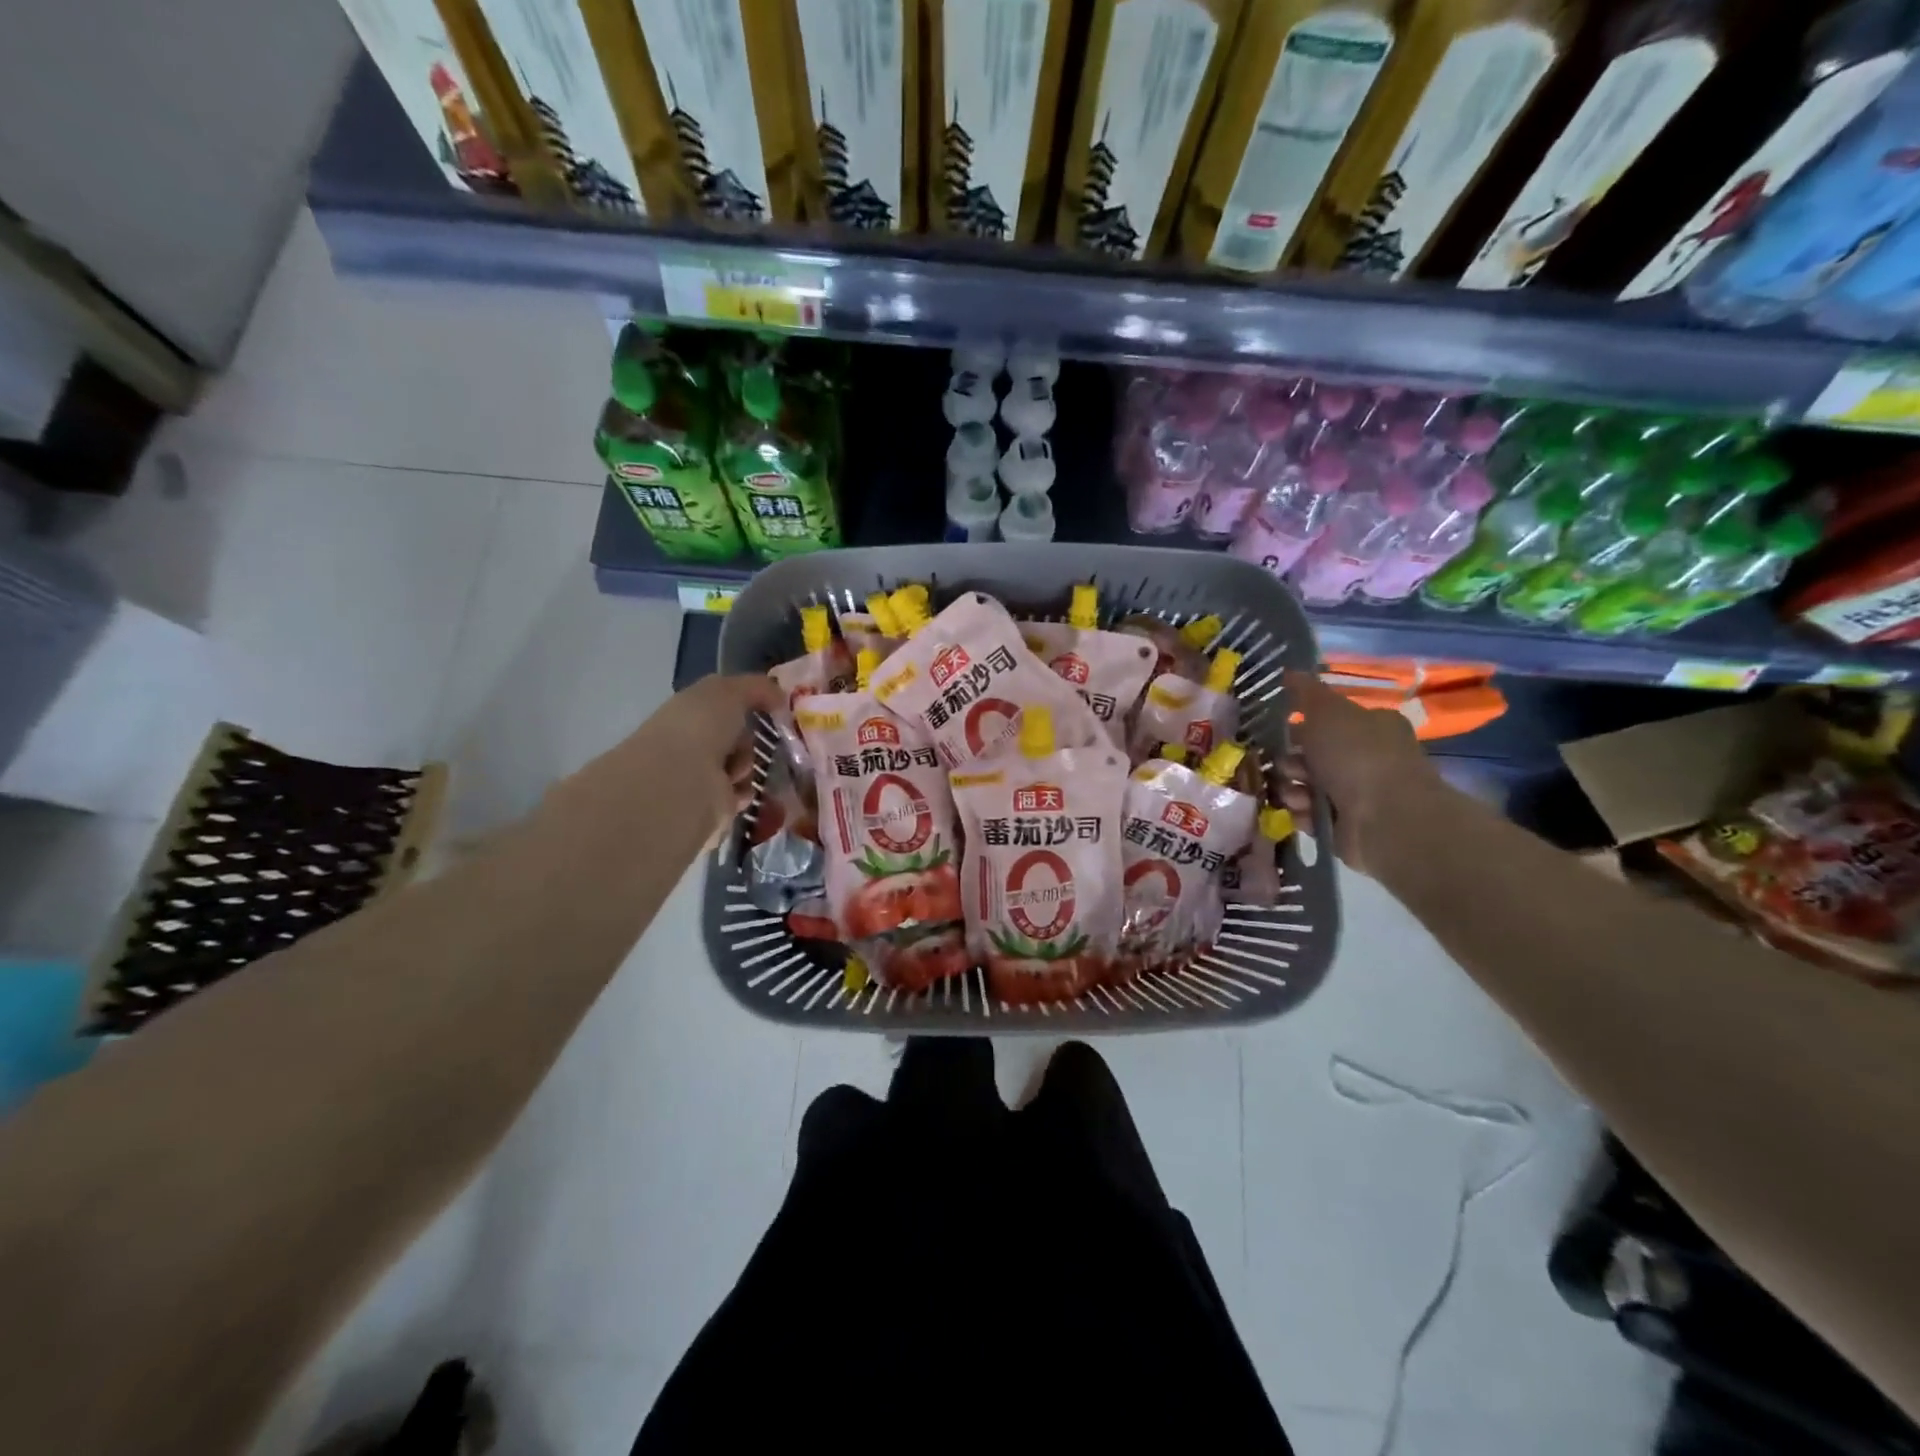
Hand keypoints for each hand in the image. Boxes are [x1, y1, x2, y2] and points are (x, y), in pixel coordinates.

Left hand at [568, 673, 784, 841]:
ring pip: (743, 765)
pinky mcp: (710, 806)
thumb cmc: (701, 726)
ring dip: (748, 765)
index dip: (748, 705)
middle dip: (750, 739)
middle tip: (758, 740)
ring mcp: (699, 775)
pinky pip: (741, 793)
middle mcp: (692, 742)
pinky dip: (744, 791)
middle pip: (738, 737)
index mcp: (689, 711)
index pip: (724, 706)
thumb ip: (757, 688)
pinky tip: (735, 789)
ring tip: (736, 769)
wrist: (682, 780)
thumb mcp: (730, 691)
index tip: (772, 709)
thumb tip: (780, 695)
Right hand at [1278, 670, 1443, 873]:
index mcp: (1370, 726)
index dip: (1300, 725)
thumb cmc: (1357, 756)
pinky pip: (1311, 815)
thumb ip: (1306, 693)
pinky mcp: (1346, 825)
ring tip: (1296, 795)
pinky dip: (1303, 814)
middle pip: (1311, 755)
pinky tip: (1304, 813)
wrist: (1386, 818)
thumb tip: (1290, 671)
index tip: (1279, 732)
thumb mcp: (1328, 712)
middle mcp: (1367, 758)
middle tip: (1286, 767)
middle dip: (1290, 761)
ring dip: (1292, 789)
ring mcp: (1358, 794)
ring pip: (1306, 786)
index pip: (1327, 721)